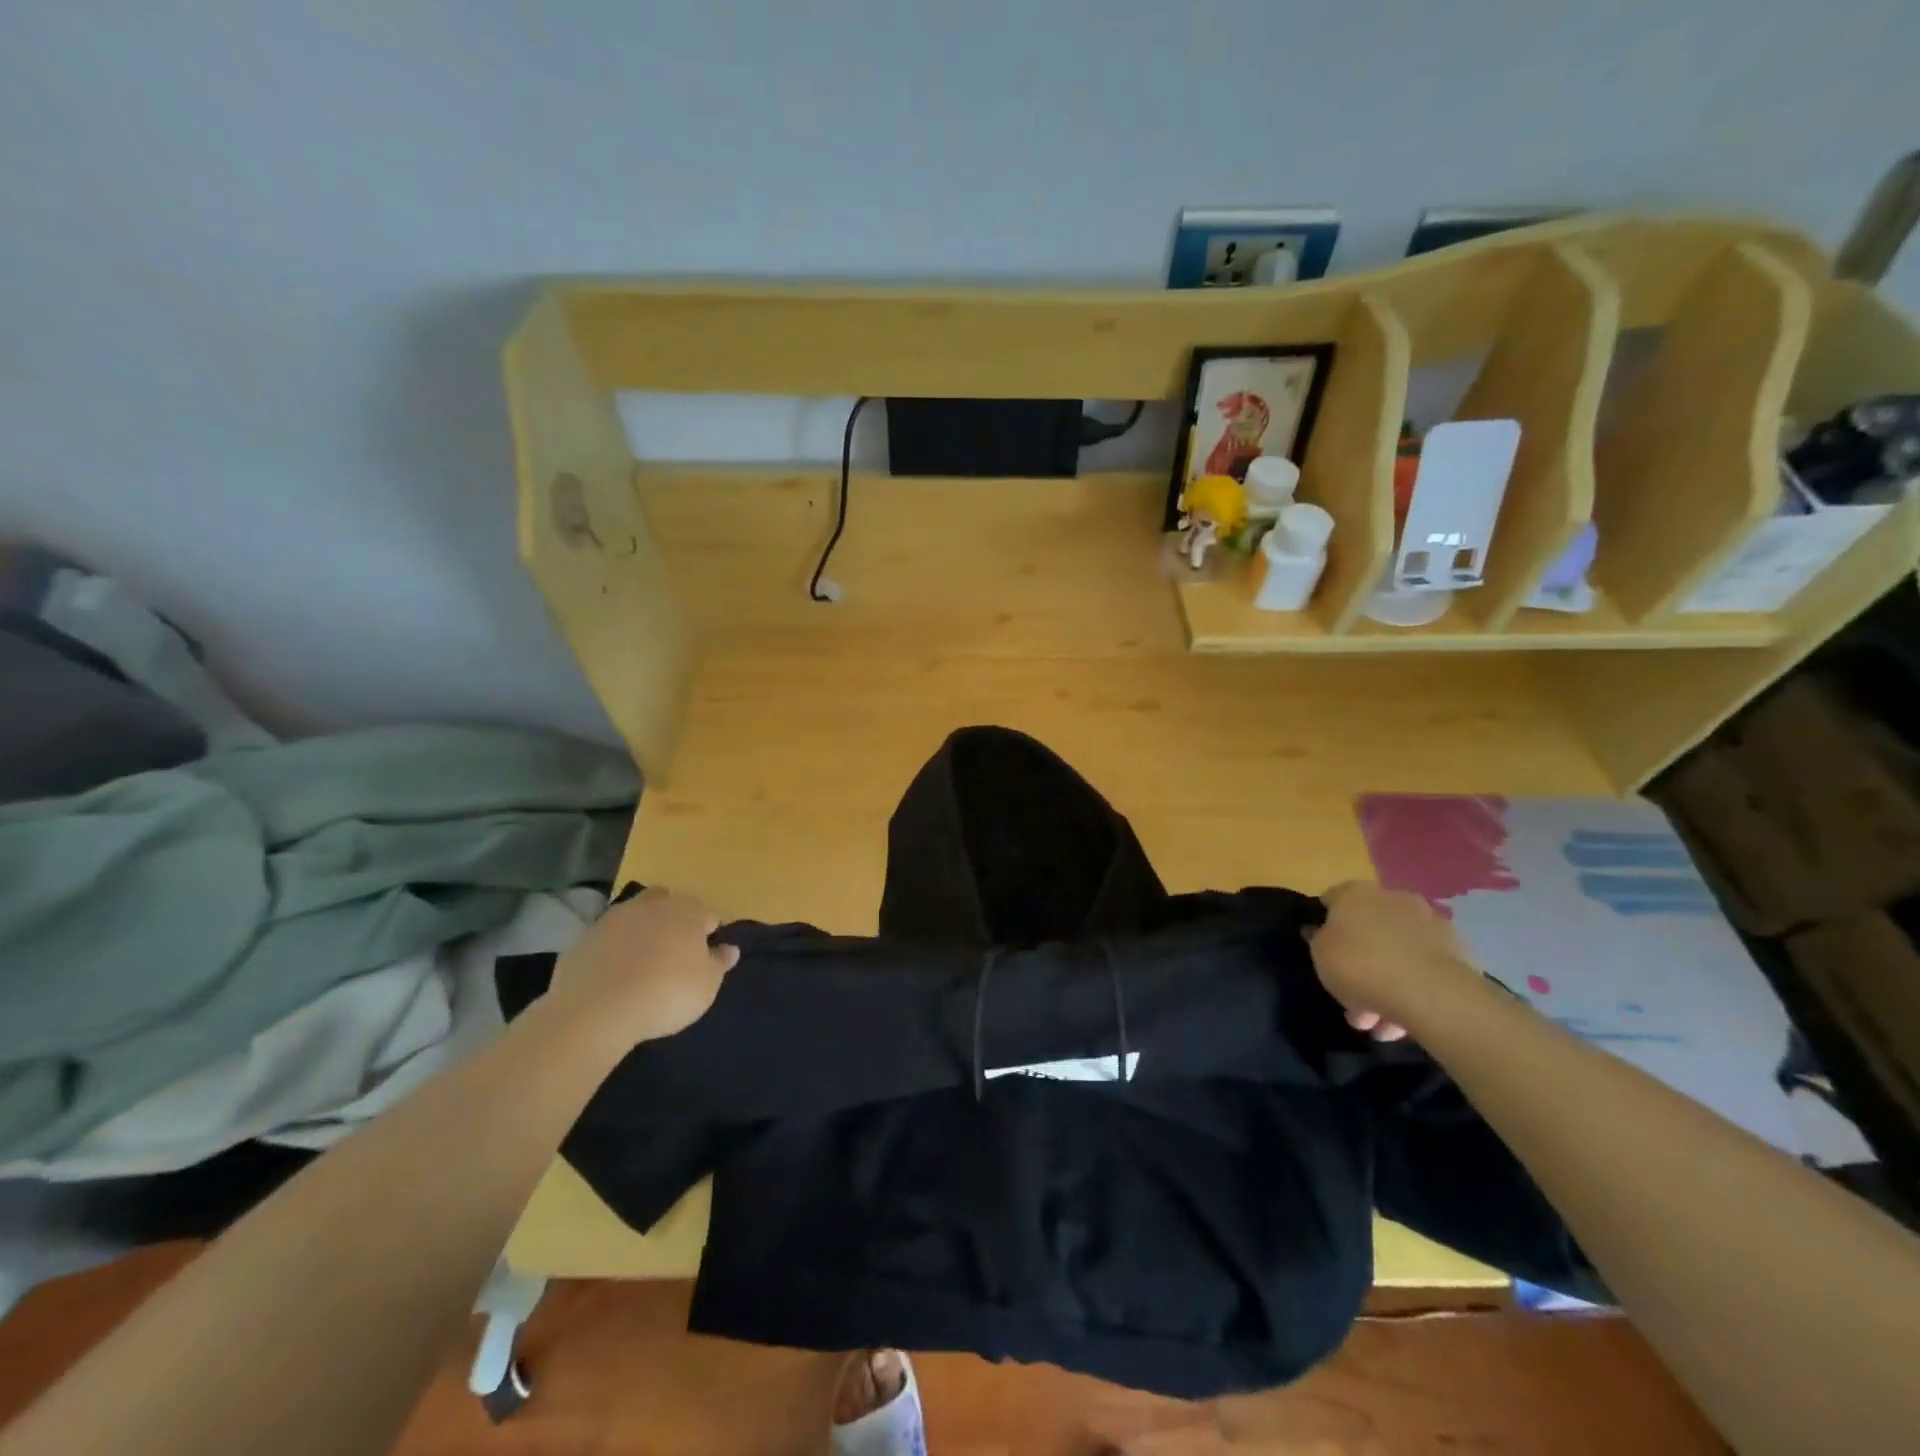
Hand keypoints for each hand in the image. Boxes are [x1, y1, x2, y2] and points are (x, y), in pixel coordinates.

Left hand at [550, 888, 739, 1044]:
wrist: (597, 1009)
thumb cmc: (666, 993)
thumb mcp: (707, 985)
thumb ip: (719, 963)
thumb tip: (730, 948)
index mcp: (687, 911)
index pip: (706, 914)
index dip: (708, 933)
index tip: (706, 956)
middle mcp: (652, 905)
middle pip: (667, 903)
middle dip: (672, 919)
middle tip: (673, 951)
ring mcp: (614, 918)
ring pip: (635, 916)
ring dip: (640, 931)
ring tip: (642, 963)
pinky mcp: (584, 938)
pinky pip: (607, 938)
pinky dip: (613, 949)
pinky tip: (614, 974)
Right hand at [1310, 881, 1482, 1040]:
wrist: (1431, 993)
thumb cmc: (1361, 966)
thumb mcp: (1320, 954)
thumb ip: (1318, 940)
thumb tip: (1321, 932)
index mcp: (1357, 893)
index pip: (1333, 900)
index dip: (1325, 925)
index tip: (1323, 952)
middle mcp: (1394, 899)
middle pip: (1369, 930)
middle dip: (1360, 963)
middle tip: (1351, 999)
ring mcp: (1430, 924)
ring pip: (1398, 954)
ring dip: (1386, 984)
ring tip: (1379, 1025)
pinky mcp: (1458, 952)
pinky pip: (1423, 970)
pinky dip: (1413, 990)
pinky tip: (1405, 1022)